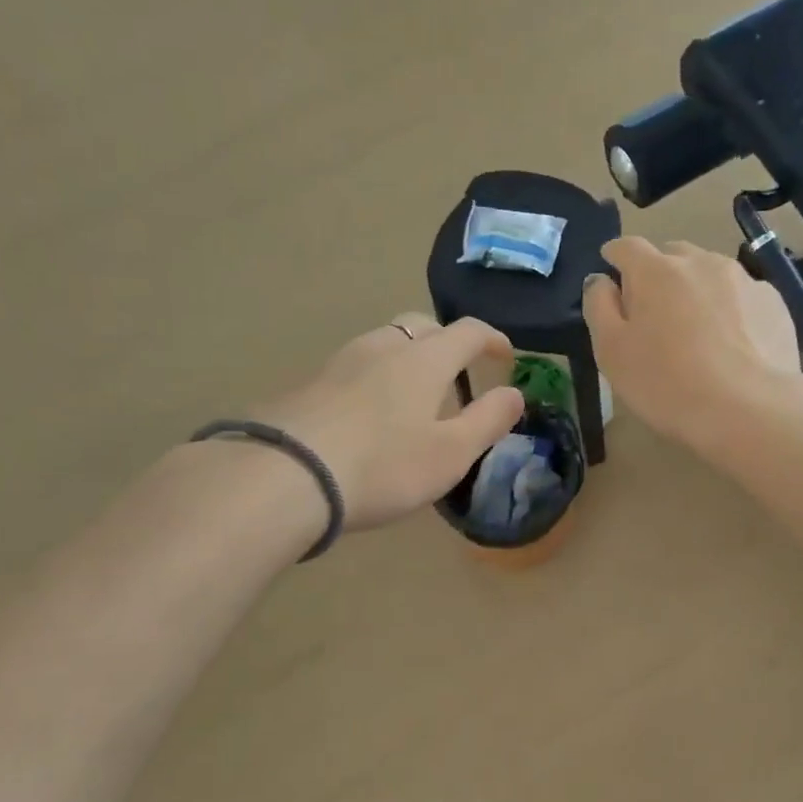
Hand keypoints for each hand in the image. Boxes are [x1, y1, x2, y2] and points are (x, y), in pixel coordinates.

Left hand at [257, 313, 524, 530]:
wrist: (287, 475)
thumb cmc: (384, 466)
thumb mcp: (451, 453)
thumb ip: (488, 422)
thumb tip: (515, 394)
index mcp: (424, 359)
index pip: (467, 332)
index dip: (492, 339)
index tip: (505, 356)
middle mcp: (382, 347)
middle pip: (421, 326)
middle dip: (446, 342)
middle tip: (457, 373)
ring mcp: (340, 362)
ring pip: (383, 343)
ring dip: (407, 358)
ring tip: (413, 394)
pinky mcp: (309, 384)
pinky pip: (355, 367)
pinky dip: (375, 377)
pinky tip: (368, 413)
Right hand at [583, 238, 800, 447]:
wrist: (749, 410)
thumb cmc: (666, 383)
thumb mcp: (611, 352)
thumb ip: (599, 307)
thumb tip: (601, 281)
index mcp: (656, 270)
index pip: (627, 247)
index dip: (614, 257)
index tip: (610, 272)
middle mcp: (701, 262)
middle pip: (671, 255)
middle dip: (658, 274)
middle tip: (653, 311)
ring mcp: (744, 279)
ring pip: (710, 272)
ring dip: (696, 289)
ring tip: (696, 328)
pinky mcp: (774, 303)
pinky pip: (742, 296)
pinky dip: (730, 309)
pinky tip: (732, 343)